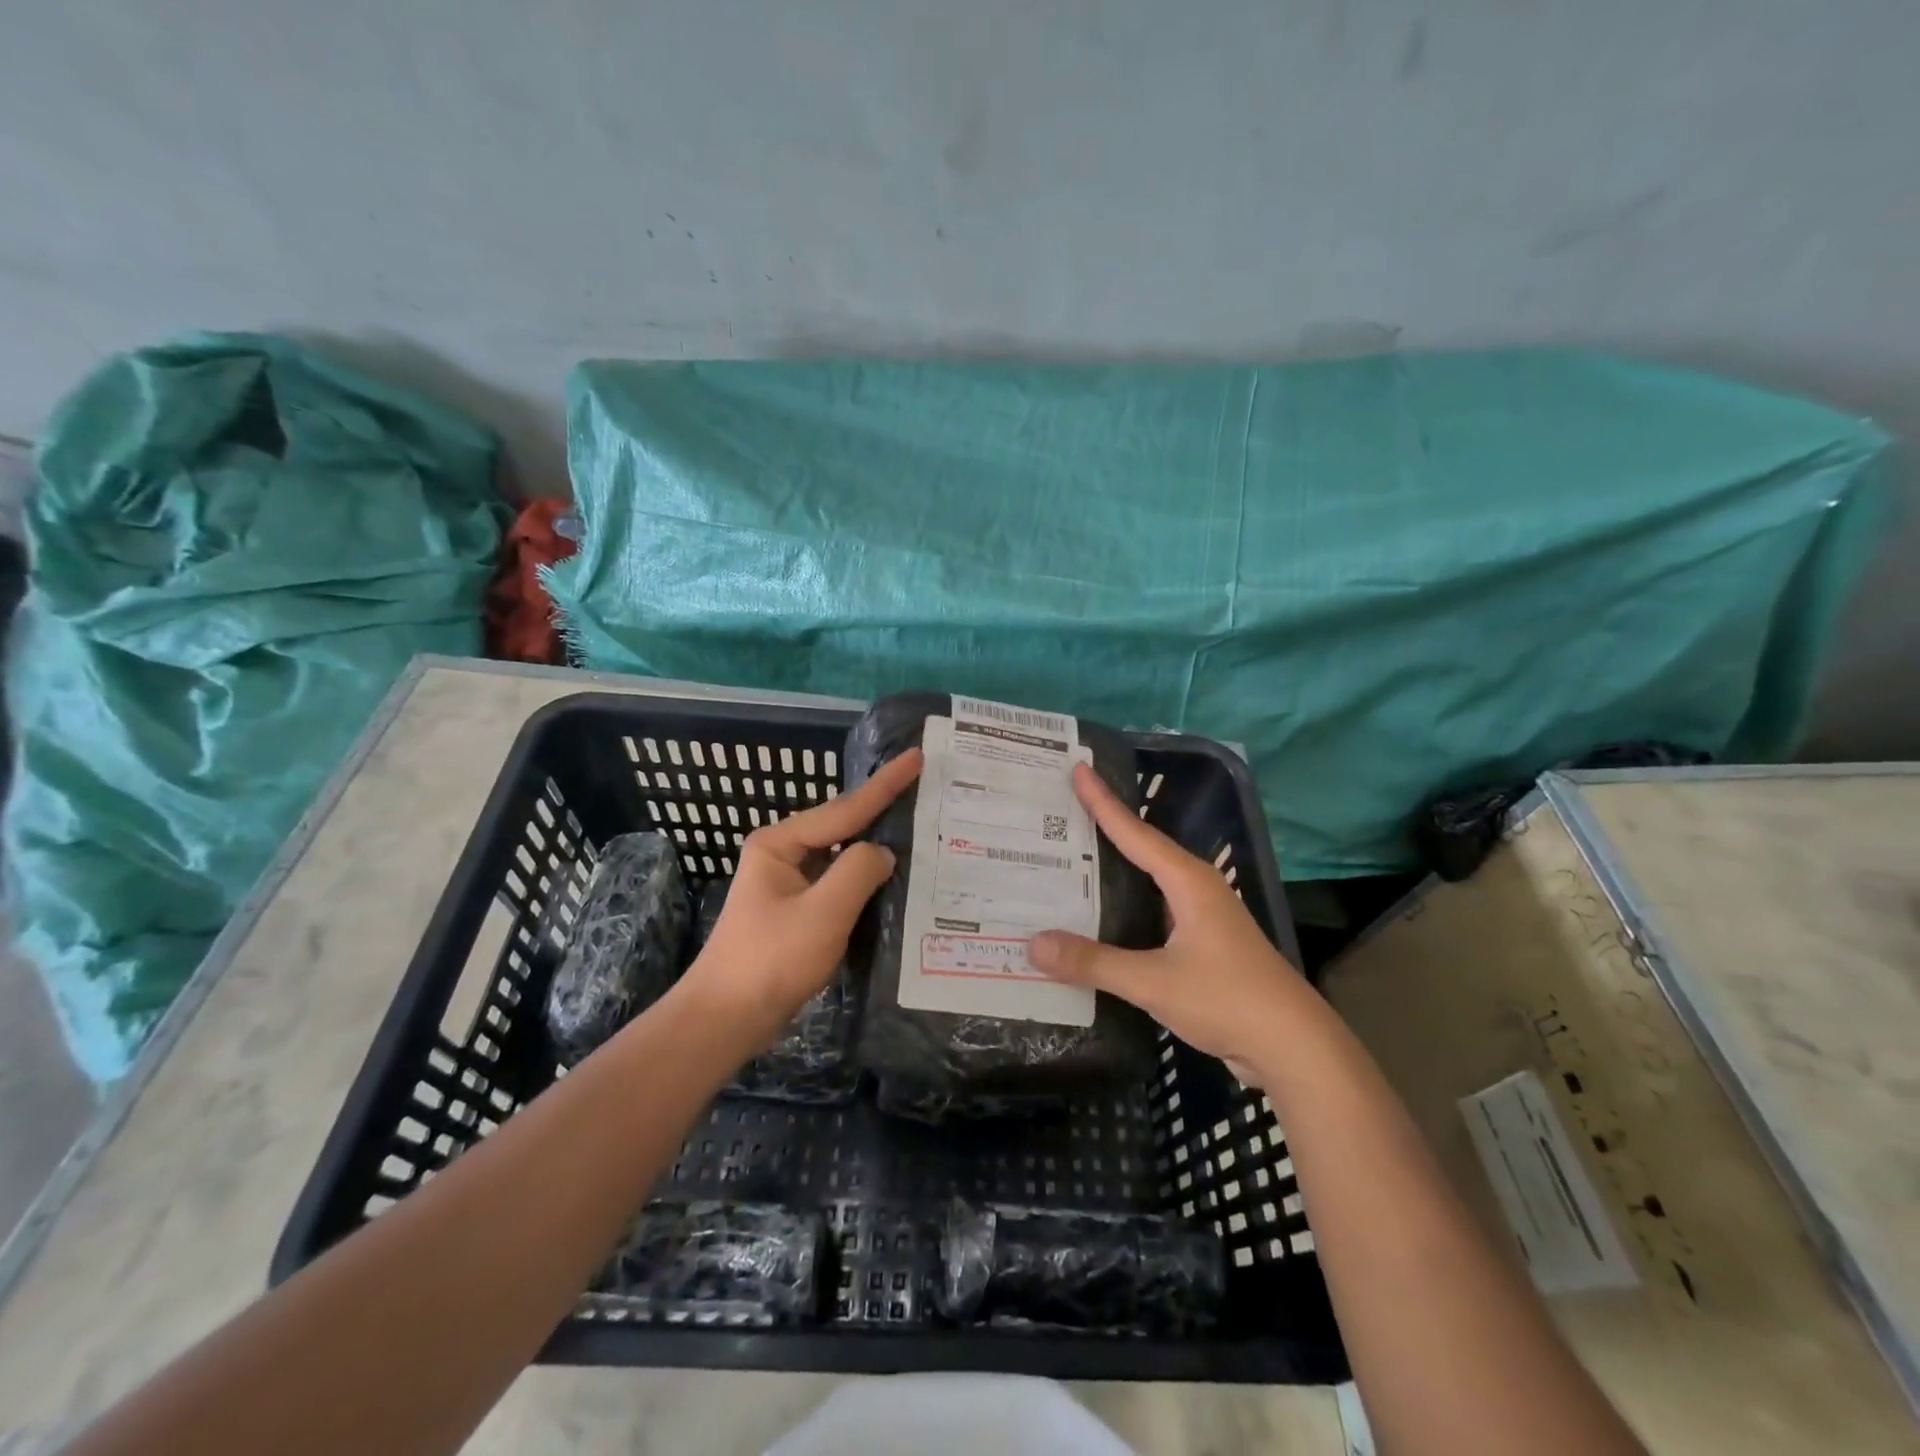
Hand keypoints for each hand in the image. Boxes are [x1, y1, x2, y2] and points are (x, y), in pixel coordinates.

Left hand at [683, 748, 922, 1045]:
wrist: (725, 1020)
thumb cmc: (771, 961)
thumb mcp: (822, 913)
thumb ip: (858, 872)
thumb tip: (882, 852)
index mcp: (780, 843)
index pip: (844, 808)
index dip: (885, 784)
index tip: (916, 757)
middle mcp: (783, 854)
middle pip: (842, 826)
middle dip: (882, 810)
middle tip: (925, 789)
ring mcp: (788, 883)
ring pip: (841, 856)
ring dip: (875, 846)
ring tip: (918, 828)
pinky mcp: (796, 911)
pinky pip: (838, 884)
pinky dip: (865, 880)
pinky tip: (892, 879)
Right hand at [1029, 762, 1309, 1078]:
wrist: (1294, 1047)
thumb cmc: (1228, 999)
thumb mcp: (1154, 982)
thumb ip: (1094, 962)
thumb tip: (1033, 944)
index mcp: (1188, 882)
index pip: (1135, 832)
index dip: (1103, 801)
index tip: (1079, 768)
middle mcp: (1196, 889)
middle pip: (1142, 848)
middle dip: (1105, 826)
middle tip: (1063, 808)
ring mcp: (1202, 917)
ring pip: (1149, 881)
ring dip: (1115, 867)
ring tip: (1072, 856)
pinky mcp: (1203, 944)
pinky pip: (1154, 910)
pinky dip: (1125, 904)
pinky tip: (1101, 916)